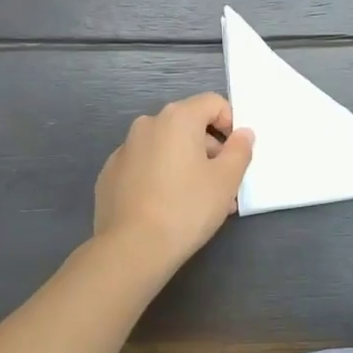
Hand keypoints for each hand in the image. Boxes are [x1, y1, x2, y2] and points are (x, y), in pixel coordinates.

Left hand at [93, 92, 253, 274]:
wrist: (131, 249)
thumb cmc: (186, 208)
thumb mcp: (226, 180)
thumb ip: (240, 150)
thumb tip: (242, 134)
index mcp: (177, 118)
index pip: (213, 103)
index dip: (231, 125)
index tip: (235, 156)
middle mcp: (147, 125)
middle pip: (189, 126)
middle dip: (210, 151)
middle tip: (222, 186)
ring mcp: (124, 150)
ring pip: (166, 148)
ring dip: (187, 166)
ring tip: (198, 202)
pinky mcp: (110, 175)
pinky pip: (145, 166)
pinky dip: (160, 178)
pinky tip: (166, 208)